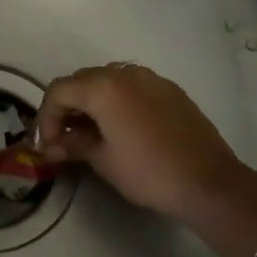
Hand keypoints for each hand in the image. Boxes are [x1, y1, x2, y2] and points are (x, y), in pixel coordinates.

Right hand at [33, 63, 256, 256]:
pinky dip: (117, 101)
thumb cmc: (148, 172)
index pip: (58, 91)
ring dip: (92, 102)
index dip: (46, 117)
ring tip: (91, 133)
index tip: (48, 145)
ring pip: (107, 80)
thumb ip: (73, 145)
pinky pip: (132, 87)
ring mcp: (151, 79)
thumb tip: (53, 145)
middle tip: (65, 139)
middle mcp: (124, 73)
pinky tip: (121, 128)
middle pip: (81, 81)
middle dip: (67, 108)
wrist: (209, 183)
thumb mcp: (103, 160)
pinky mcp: (170, 90)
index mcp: (102, 87)